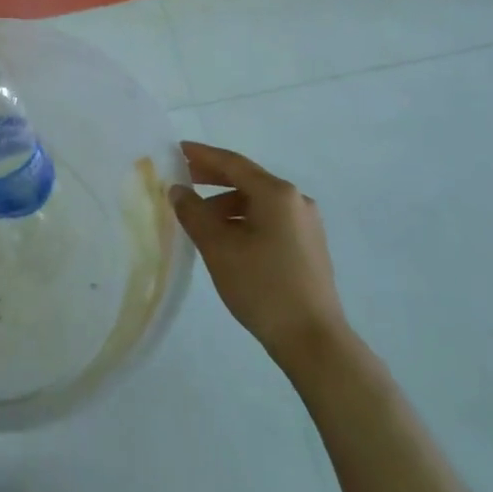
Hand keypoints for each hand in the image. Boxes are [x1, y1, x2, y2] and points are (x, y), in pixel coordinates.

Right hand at [170, 142, 342, 365]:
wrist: (314, 341)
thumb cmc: (262, 287)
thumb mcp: (218, 248)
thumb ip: (194, 213)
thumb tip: (178, 190)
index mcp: (276, 193)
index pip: (232, 163)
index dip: (202, 155)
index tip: (177, 150)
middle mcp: (296, 200)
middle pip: (248, 179)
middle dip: (214, 178)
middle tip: (184, 178)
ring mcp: (306, 224)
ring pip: (258, 202)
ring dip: (227, 204)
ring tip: (200, 218)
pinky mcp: (309, 247)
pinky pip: (270, 220)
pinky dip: (245, 220)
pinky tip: (228, 238)